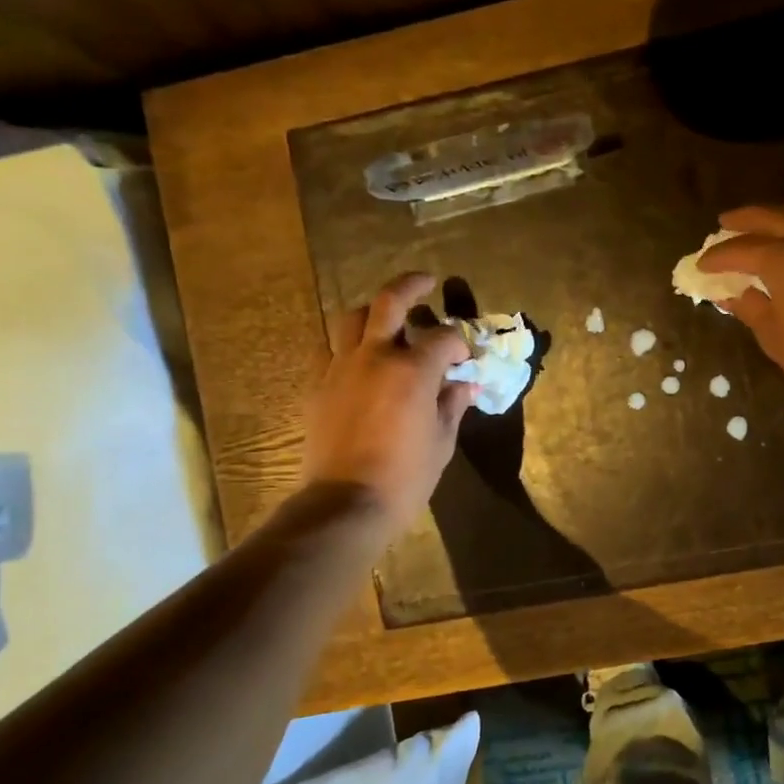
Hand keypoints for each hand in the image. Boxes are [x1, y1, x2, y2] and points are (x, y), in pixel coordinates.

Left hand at [303, 273, 476, 528]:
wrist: (346, 502)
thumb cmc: (406, 477)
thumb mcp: (442, 442)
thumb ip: (453, 405)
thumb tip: (465, 385)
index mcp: (413, 370)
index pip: (443, 338)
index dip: (459, 343)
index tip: (465, 356)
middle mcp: (375, 356)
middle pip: (390, 301)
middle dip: (412, 285)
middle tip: (426, 281)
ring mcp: (341, 367)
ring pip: (352, 317)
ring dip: (373, 311)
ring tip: (386, 319)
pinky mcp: (318, 384)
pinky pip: (329, 347)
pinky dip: (347, 344)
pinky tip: (358, 357)